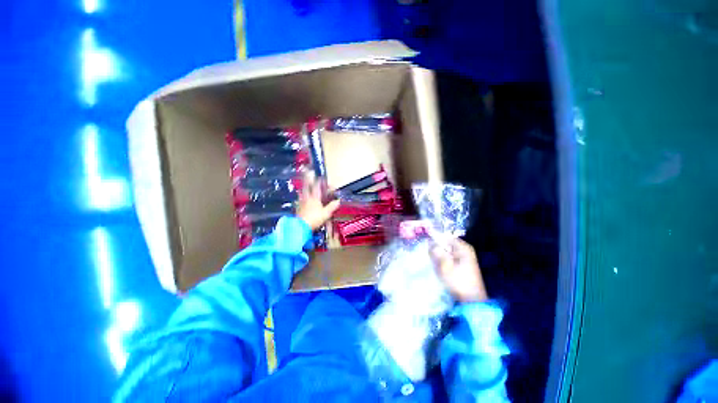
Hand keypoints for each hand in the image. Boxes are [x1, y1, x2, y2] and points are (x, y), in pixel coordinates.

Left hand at [296, 175, 339, 230]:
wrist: (300, 227)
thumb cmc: (314, 219)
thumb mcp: (326, 213)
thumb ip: (332, 206)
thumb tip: (338, 201)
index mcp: (314, 197)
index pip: (317, 186)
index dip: (320, 181)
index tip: (322, 178)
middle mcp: (307, 198)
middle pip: (307, 186)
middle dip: (308, 179)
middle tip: (308, 172)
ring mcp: (301, 203)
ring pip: (303, 192)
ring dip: (305, 187)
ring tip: (306, 185)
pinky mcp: (298, 208)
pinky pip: (300, 199)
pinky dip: (302, 196)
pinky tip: (303, 199)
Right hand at [430, 239, 487, 302]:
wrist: (472, 300)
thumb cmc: (458, 281)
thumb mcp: (445, 266)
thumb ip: (436, 252)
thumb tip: (429, 241)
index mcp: (463, 248)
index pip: (446, 237)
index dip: (435, 239)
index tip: (426, 244)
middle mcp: (464, 250)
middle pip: (446, 244)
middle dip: (437, 249)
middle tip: (431, 257)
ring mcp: (464, 258)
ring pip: (446, 252)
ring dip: (439, 257)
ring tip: (436, 265)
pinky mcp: (462, 266)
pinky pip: (449, 259)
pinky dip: (443, 262)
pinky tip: (441, 269)